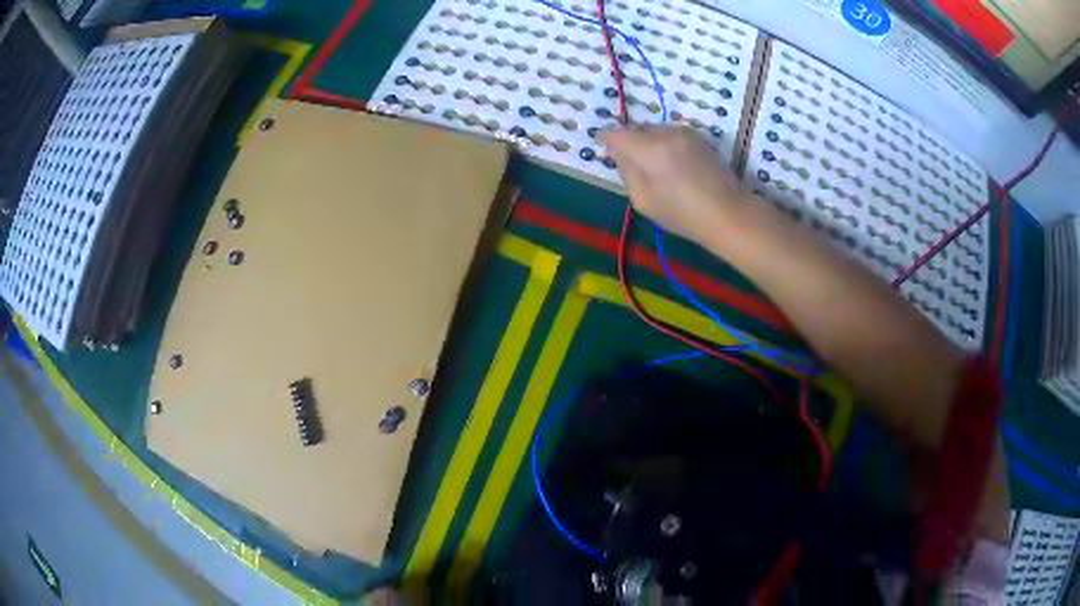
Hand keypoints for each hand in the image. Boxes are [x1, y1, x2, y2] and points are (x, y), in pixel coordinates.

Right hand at [600, 125, 750, 246]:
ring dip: (651, 144)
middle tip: (636, 168)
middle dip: (632, 143)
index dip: (606, 140)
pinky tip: (677, 168)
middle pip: (637, 130)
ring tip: (659, 170)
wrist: (728, 212)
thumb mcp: (642, 200)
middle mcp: (665, 133)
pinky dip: (668, 146)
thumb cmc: (683, 214)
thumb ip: (627, 171)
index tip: (606, 150)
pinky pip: (673, 135)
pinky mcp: (700, 137)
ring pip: (656, 131)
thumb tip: (619, 153)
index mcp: (648, 149)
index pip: (615, 133)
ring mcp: (685, 132)